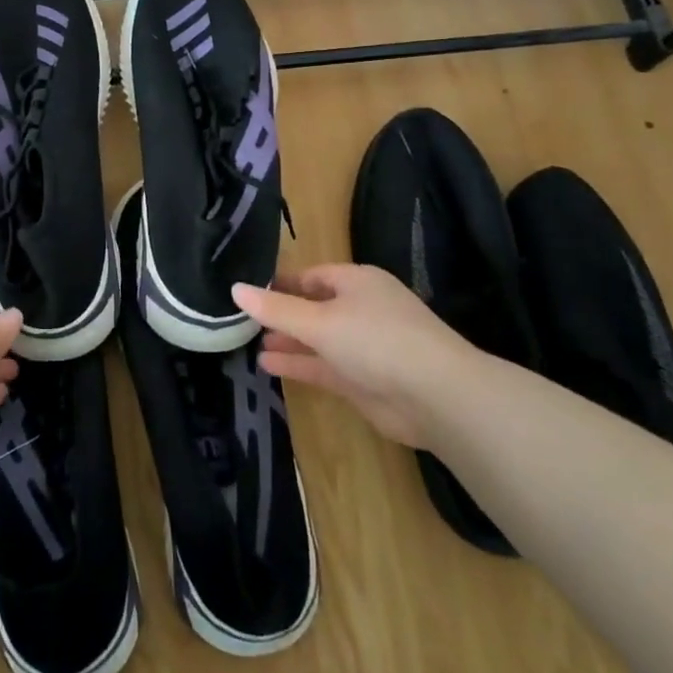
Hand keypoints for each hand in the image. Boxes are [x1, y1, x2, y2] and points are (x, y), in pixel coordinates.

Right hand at [233, 264, 480, 447]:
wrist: (437, 396)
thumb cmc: (376, 340)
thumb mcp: (319, 321)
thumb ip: (276, 309)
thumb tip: (235, 288)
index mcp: (357, 282)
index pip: (312, 275)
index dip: (281, 283)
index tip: (249, 291)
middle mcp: (362, 309)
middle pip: (314, 307)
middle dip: (282, 315)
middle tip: (244, 321)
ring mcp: (365, 347)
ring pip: (318, 339)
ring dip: (288, 341)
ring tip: (250, 343)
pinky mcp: (365, 380)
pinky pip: (325, 366)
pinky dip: (299, 365)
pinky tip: (268, 365)